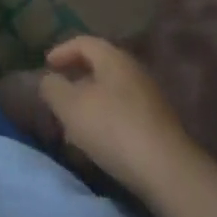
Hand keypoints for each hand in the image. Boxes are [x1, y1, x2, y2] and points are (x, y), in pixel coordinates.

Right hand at [38, 36, 189, 190]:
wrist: (169, 173)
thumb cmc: (113, 128)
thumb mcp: (69, 106)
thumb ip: (52, 87)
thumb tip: (49, 80)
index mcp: (113, 59)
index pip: (83, 42)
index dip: (62, 51)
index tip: (47, 66)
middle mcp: (134, 73)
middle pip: (99, 68)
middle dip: (76, 81)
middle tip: (58, 97)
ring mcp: (151, 101)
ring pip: (111, 94)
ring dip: (90, 105)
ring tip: (73, 126)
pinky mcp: (159, 128)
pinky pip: (125, 115)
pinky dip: (106, 122)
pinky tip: (98, 143)